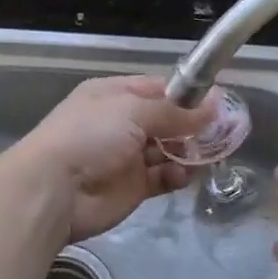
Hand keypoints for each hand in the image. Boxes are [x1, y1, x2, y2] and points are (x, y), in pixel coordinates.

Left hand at [4, 76, 215, 243]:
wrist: (53, 190)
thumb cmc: (90, 136)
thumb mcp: (133, 111)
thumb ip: (176, 112)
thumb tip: (216, 102)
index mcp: (114, 95)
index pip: (157, 89)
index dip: (186, 94)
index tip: (216, 101)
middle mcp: (120, 123)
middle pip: (165, 120)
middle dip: (192, 125)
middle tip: (224, 130)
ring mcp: (126, 157)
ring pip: (167, 150)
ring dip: (188, 151)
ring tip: (210, 152)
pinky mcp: (132, 188)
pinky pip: (162, 178)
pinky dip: (176, 175)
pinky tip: (186, 174)